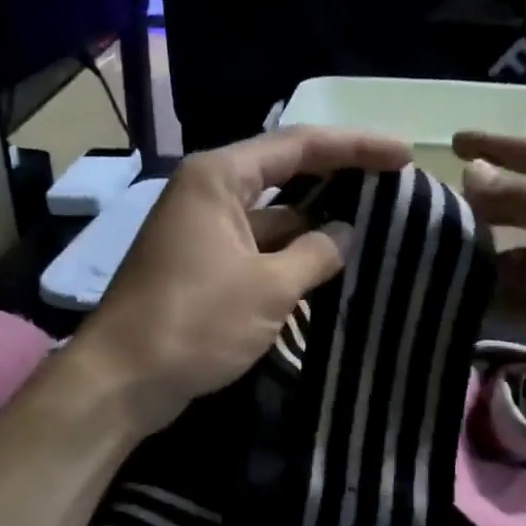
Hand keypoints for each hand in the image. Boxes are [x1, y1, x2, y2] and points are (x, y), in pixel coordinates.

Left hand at [77, 127, 410, 433]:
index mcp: (220, 177)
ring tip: (373, 224)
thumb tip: (346, 234)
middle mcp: (209, 192)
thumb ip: (316, 254)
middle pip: (286, 172)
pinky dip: (292, 252)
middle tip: (393, 183)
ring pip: (273, 214)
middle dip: (338, 177)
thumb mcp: (268, 288)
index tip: (404, 155)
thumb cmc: (194, 322)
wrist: (122, 379)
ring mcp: (204, 229)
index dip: (356, 147)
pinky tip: (329, 264)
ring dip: (316, 221)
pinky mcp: (203, 264)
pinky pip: (258, 246)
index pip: (300, 146)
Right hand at [454, 132, 525, 424]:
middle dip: (482, 210)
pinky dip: (504, 304)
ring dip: (486, 263)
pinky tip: (466, 309)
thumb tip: (472, 172)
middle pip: (523, 208)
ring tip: (435, 268)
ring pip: (521, 259)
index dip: (495, 147)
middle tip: (427, 216)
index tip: (451, 142)